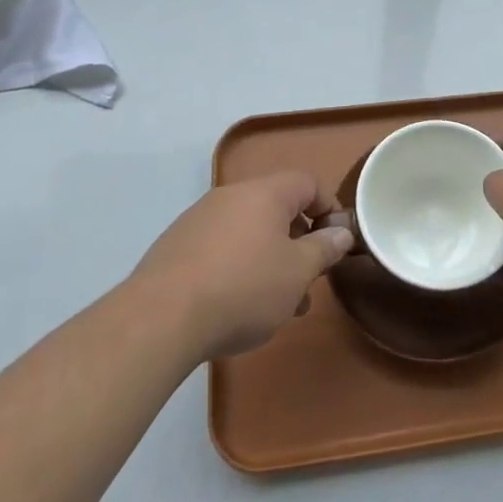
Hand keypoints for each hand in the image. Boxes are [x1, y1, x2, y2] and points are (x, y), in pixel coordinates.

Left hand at [131, 171, 354, 361]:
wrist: (160, 318)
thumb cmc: (243, 289)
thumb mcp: (297, 273)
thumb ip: (324, 248)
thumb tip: (341, 232)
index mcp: (266, 192)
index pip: (308, 183)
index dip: (328, 208)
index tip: (335, 243)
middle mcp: (232, 194)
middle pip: (277, 208)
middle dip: (298, 242)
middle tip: (307, 280)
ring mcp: (199, 218)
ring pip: (248, 231)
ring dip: (269, 259)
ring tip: (276, 305)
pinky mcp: (176, 245)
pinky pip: (220, 247)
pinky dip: (237, 267)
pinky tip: (236, 306)